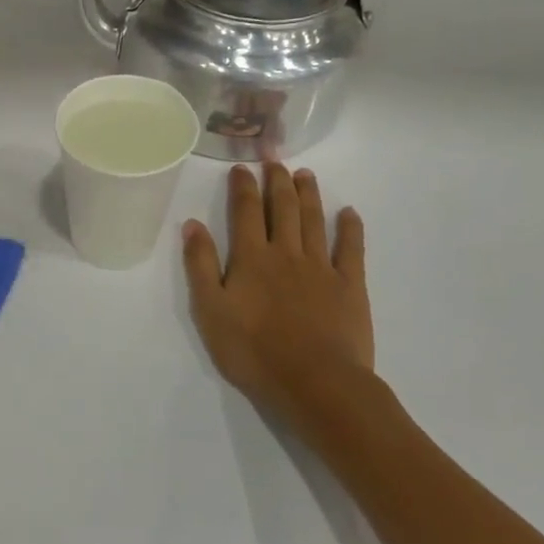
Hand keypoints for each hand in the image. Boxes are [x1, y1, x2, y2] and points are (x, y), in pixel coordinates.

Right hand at [182, 163, 375, 433]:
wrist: (315, 383)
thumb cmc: (254, 351)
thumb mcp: (210, 311)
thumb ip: (200, 265)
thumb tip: (192, 223)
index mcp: (251, 258)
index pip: (244, 212)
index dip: (242, 187)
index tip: (241, 167)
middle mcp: (286, 253)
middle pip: (282, 208)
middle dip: (277, 181)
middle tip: (275, 159)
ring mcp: (321, 268)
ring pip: (313, 220)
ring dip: (308, 195)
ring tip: (305, 174)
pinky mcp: (350, 286)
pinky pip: (351, 249)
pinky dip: (350, 228)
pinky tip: (349, 213)